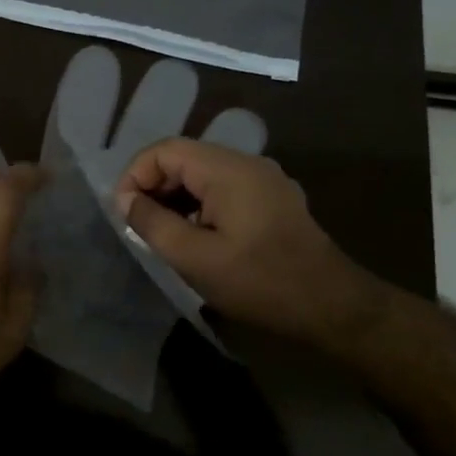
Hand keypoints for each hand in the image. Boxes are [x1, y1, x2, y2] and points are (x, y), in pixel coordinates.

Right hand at [114, 138, 387, 346]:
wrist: (332, 306)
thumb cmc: (259, 282)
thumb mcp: (194, 258)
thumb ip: (152, 223)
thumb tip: (126, 200)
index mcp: (228, 169)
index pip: (166, 150)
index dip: (136, 175)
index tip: (124, 212)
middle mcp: (247, 163)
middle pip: (185, 158)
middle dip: (154, 186)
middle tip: (139, 224)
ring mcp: (264, 179)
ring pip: (204, 174)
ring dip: (176, 197)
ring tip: (162, 233)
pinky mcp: (273, 198)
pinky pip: (225, 188)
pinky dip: (200, 204)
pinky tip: (196, 236)